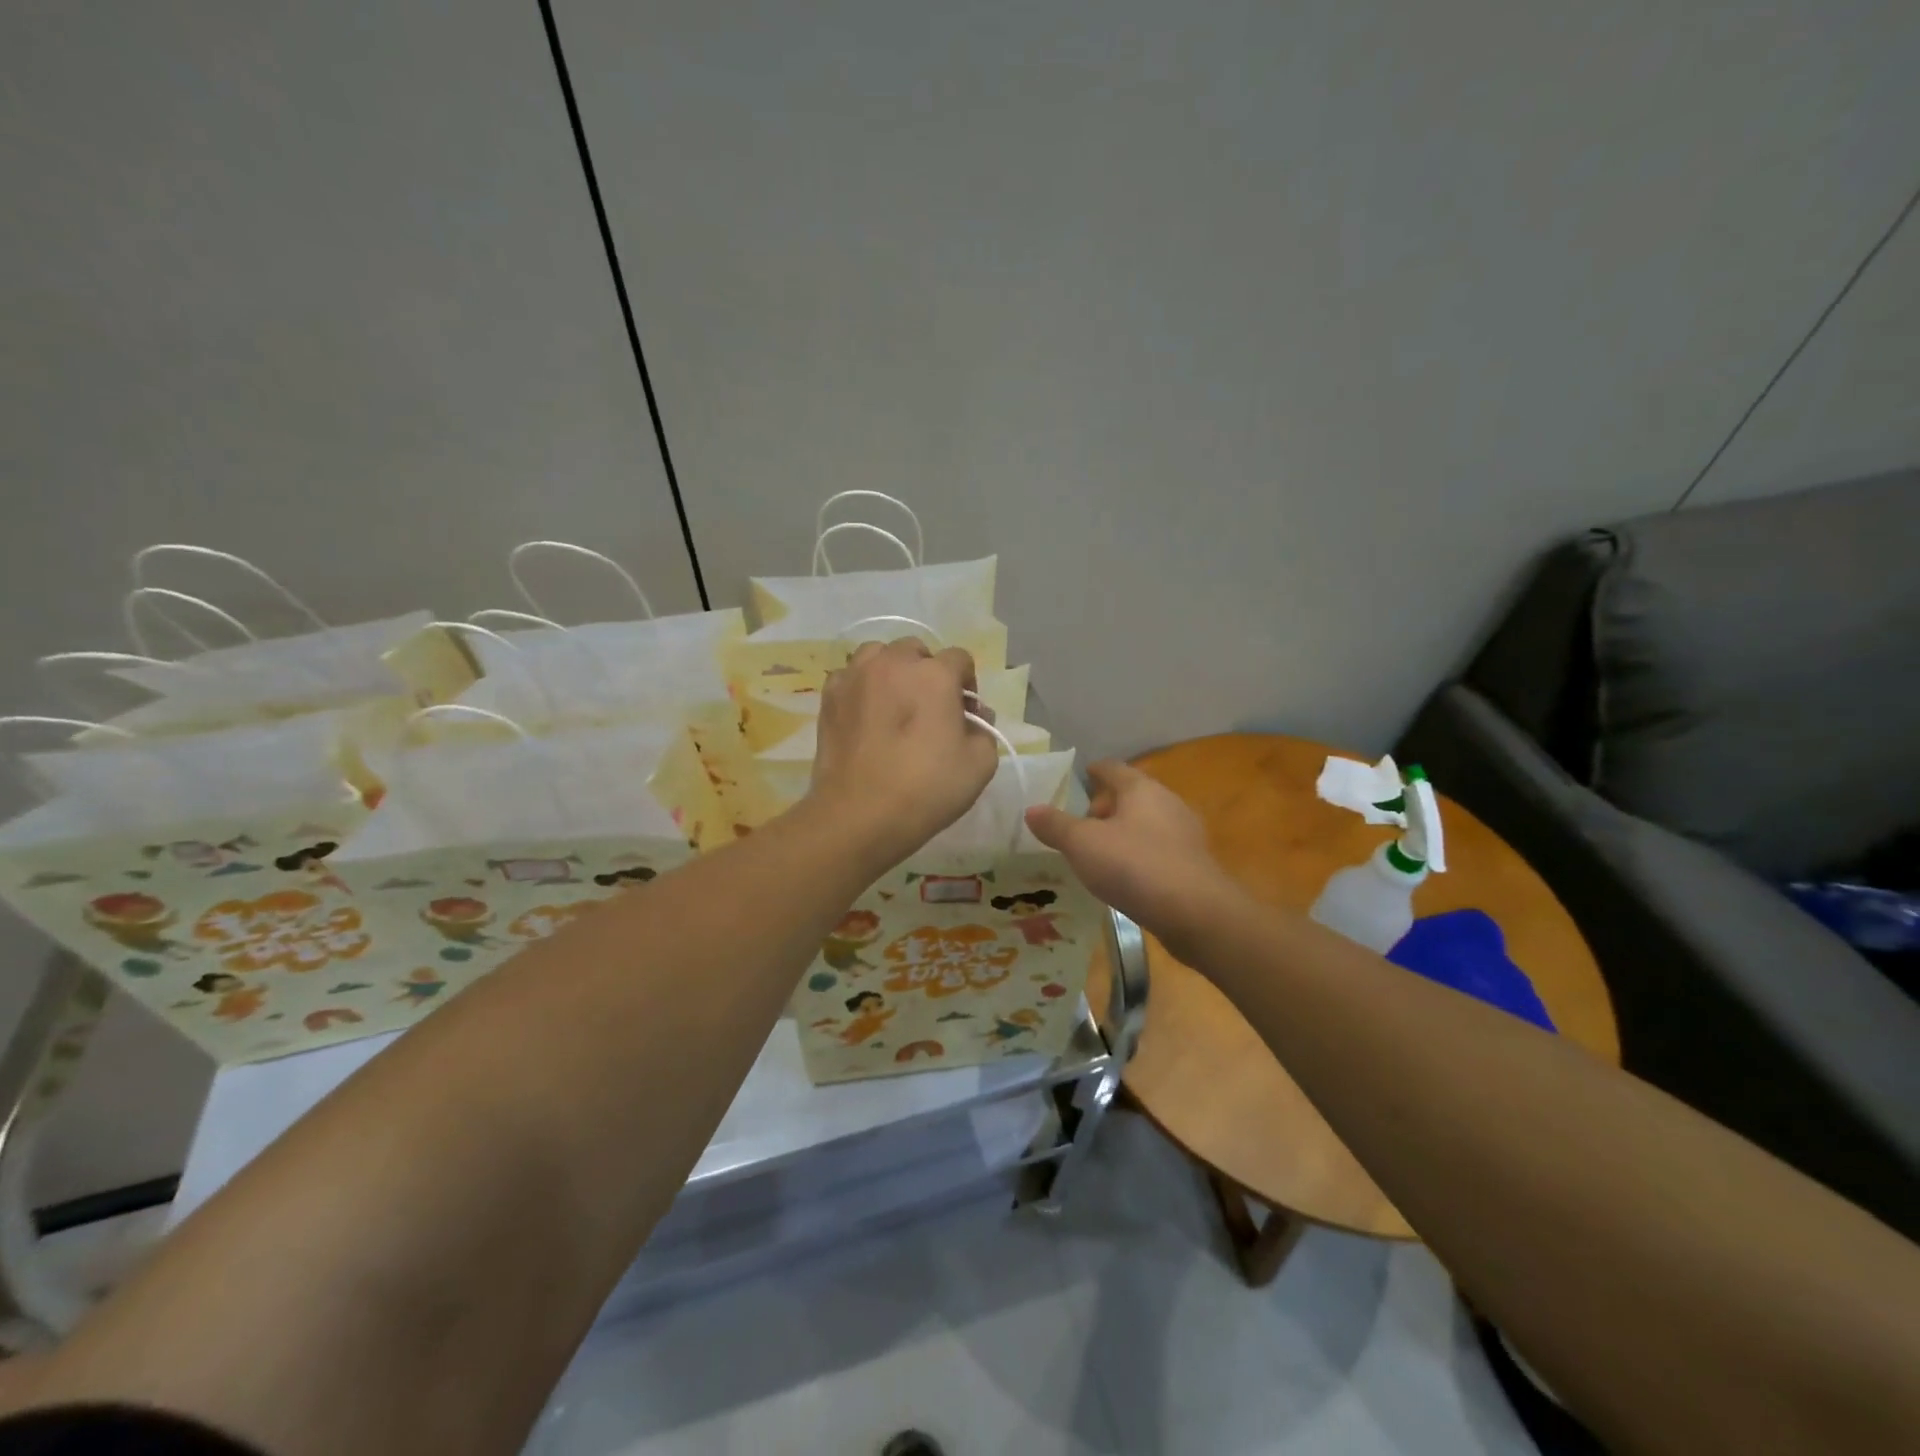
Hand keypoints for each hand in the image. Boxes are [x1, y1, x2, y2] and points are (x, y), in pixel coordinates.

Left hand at [808, 638, 998, 868]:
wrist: (859, 815)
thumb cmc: (927, 789)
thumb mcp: (980, 764)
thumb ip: (984, 729)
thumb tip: (973, 715)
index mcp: (935, 675)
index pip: (959, 658)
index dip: (966, 683)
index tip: (964, 712)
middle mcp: (894, 663)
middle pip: (916, 651)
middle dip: (927, 672)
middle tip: (928, 708)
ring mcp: (856, 676)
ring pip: (878, 655)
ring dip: (891, 671)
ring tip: (893, 704)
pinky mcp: (829, 696)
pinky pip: (850, 676)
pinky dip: (861, 687)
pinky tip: (864, 715)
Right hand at [1025, 759, 1233, 945]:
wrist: (1195, 913)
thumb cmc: (1134, 866)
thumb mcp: (1082, 844)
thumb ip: (1055, 825)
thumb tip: (1031, 809)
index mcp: (1141, 788)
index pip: (1113, 768)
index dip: (1094, 771)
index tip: (1081, 776)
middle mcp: (1167, 803)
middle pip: (1131, 796)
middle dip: (1105, 807)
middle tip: (1080, 826)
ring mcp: (1185, 834)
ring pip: (1146, 824)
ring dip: (1122, 833)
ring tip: (1098, 854)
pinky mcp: (1193, 865)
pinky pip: (1158, 850)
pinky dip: (1139, 856)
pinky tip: (1125, 877)